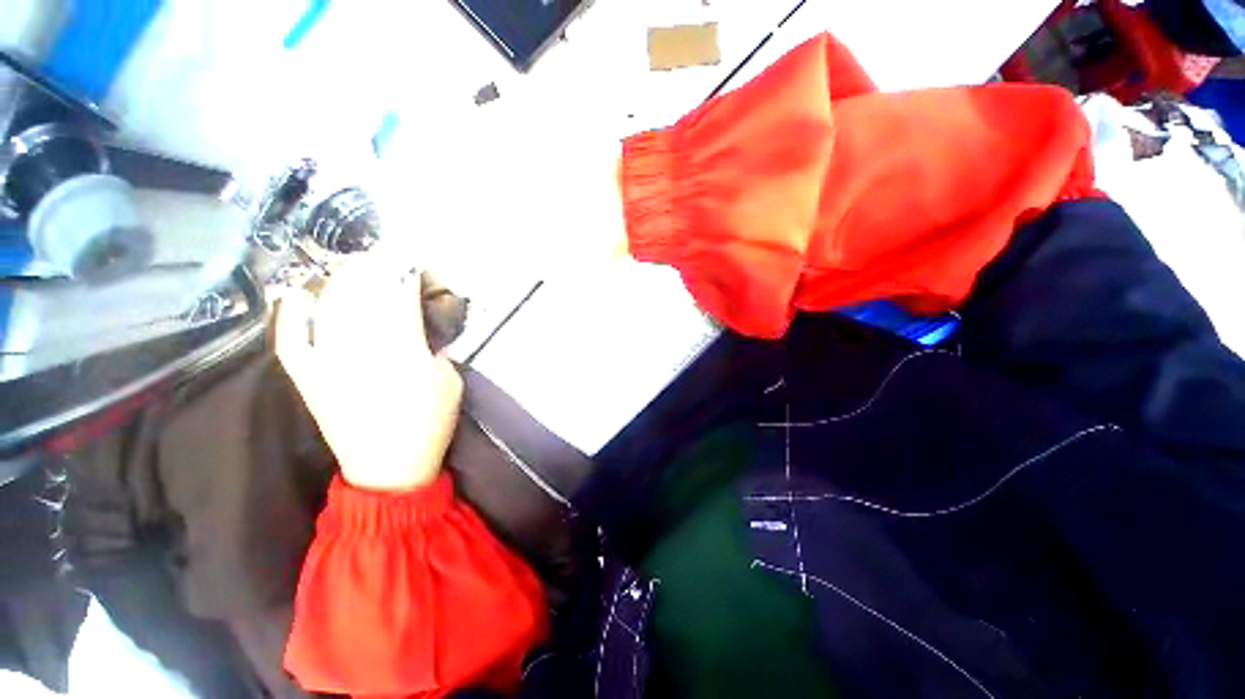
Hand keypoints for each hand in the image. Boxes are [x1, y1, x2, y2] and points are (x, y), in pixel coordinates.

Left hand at [275, 256, 463, 492]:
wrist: (389, 468)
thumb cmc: (430, 424)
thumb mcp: (450, 381)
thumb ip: (435, 347)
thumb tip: (420, 323)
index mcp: (403, 352)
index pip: (400, 298)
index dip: (405, 276)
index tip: (413, 264)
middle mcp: (360, 350)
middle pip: (361, 295)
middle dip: (374, 270)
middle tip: (384, 260)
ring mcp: (327, 363)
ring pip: (327, 308)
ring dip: (340, 282)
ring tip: (353, 269)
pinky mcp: (308, 378)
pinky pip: (291, 340)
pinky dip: (292, 315)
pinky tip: (299, 294)